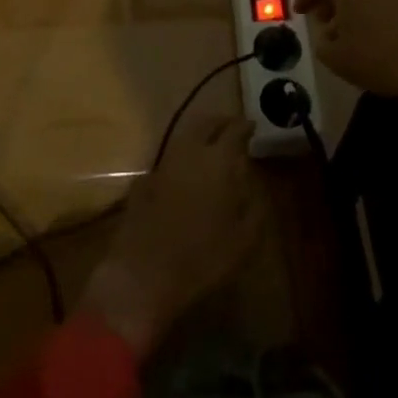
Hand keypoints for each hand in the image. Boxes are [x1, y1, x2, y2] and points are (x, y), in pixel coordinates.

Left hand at [79, 113, 262, 356]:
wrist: (144, 274)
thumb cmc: (203, 258)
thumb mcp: (244, 238)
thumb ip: (253, 205)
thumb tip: (253, 183)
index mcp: (218, 160)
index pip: (234, 130)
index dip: (245, 126)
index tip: (252, 126)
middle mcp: (189, 152)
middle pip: (205, 124)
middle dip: (220, 123)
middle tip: (231, 128)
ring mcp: (163, 164)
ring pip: (185, 138)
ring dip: (199, 137)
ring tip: (211, 148)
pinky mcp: (144, 181)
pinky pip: (169, 160)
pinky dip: (181, 160)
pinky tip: (185, 175)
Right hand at [296, 0, 397, 124]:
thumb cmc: (376, 58)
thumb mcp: (337, 59)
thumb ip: (323, 45)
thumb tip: (326, 38)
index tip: (298, 12)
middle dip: (329, 1)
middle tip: (322, 21)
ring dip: (350, 10)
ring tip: (345, 35)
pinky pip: (380, 2)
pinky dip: (368, 15)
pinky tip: (369, 40)